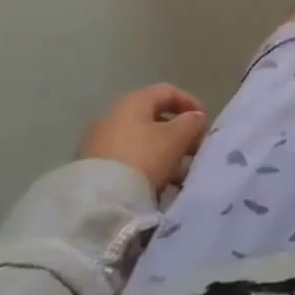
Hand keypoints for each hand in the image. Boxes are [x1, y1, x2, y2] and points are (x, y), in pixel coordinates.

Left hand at [77, 84, 208, 193]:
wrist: (96, 203)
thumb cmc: (142, 159)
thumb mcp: (176, 138)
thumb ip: (191, 123)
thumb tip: (195, 117)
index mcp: (132, 101)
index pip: (167, 91)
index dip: (189, 103)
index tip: (204, 122)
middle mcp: (112, 115)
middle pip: (152, 118)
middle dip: (176, 133)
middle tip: (192, 150)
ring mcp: (97, 142)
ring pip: (139, 141)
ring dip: (161, 152)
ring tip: (177, 175)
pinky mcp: (90, 168)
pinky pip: (125, 159)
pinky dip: (143, 166)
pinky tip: (154, 186)